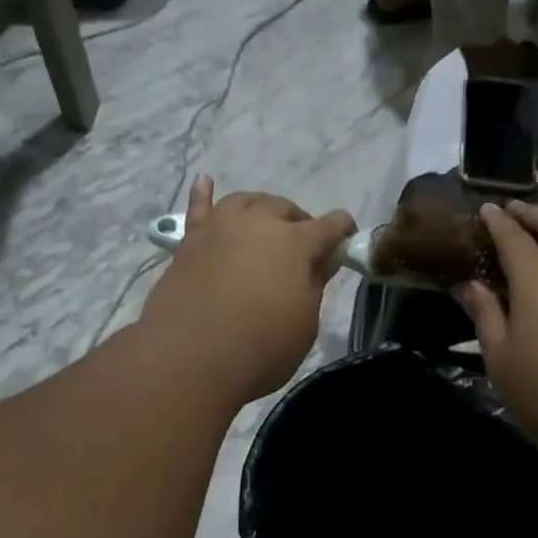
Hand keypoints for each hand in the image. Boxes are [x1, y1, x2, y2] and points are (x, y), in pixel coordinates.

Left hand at [142, 176, 356, 403]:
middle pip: (284, 208)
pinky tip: (205, 180)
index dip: (343, 231)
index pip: (330, 226)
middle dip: (299, 221)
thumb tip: (319, 263)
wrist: (191, 356)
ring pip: (245, 201)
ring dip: (261, 208)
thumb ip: (314, 286)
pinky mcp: (189, 242)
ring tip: (266, 222)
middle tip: (302, 246)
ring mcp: (220, 228)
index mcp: (296, 243)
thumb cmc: (261, 346)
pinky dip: (203, 194)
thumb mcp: (305, 324)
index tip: (348, 241)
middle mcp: (258, 223)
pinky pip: (198, 209)